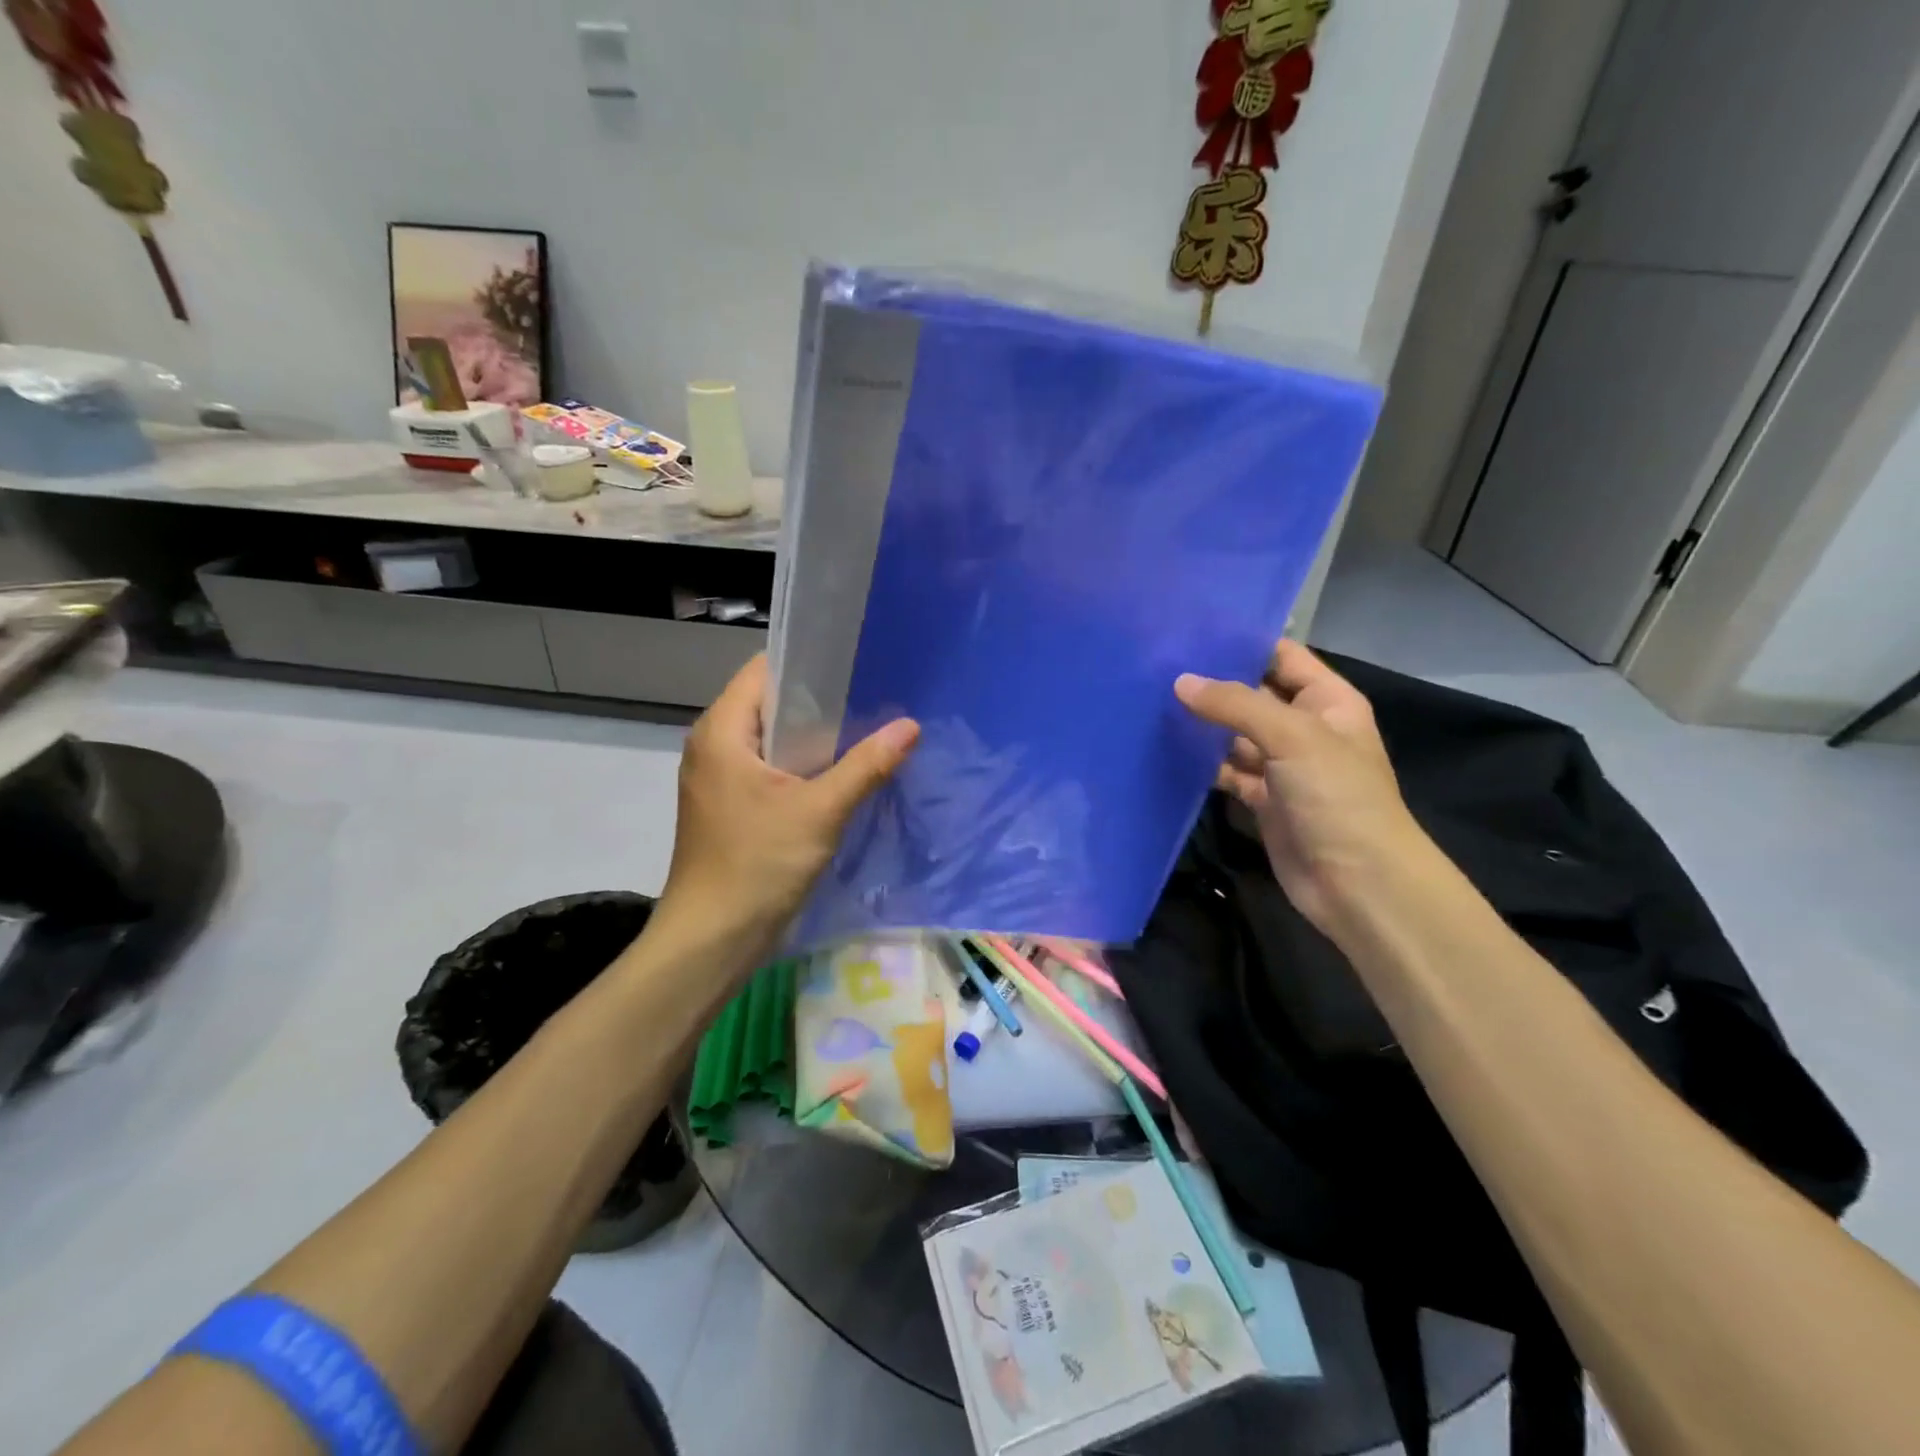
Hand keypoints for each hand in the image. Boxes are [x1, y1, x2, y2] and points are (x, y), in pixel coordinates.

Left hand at [658, 654, 918, 961]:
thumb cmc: (758, 865)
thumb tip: (910, 725)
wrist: (712, 939)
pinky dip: (800, 765)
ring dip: (812, 736)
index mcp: (721, 731)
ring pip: (771, 739)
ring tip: (864, 729)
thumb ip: (866, 765)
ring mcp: (718, 778)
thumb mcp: (820, 811)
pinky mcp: (728, 805)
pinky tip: (839, 772)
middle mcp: (713, 745)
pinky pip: (768, 768)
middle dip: (818, 700)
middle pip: (768, 703)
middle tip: (873, 697)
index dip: (808, 661)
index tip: (856, 662)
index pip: (763, 670)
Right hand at [1175, 641, 1424, 933]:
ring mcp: (1282, 766)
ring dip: (1202, 724)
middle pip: (1252, 695)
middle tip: (1158, 664)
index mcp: (1327, 701)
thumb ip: (1236, 705)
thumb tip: (1180, 682)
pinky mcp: (1261, 798)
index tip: (1190, 630)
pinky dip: (1201, 764)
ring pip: (1234, 735)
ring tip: (1150, 700)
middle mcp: (1304, 727)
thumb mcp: (1293, 737)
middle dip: (1212, 683)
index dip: (1242, 642)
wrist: (1357, 883)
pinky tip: (1165, 748)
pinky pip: (1226, 771)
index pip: (1282, 657)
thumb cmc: (1338, 796)